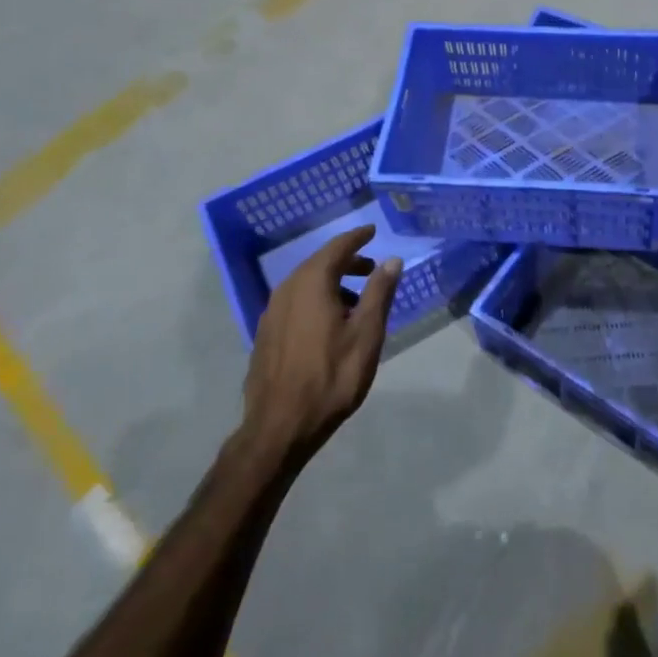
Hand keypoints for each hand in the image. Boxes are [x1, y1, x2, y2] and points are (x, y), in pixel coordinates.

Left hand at [242, 226, 400, 460]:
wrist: (280, 426)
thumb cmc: (332, 376)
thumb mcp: (366, 333)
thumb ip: (379, 292)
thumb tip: (391, 260)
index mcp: (311, 283)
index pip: (337, 248)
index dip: (357, 238)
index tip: (372, 230)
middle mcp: (287, 290)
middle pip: (319, 264)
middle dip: (346, 262)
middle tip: (371, 269)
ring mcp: (271, 313)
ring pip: (305, 285)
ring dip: (331, 283)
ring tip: (355, 302)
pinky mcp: (266, 335)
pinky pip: (295, 303)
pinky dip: (316, 300)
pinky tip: (329, 324)